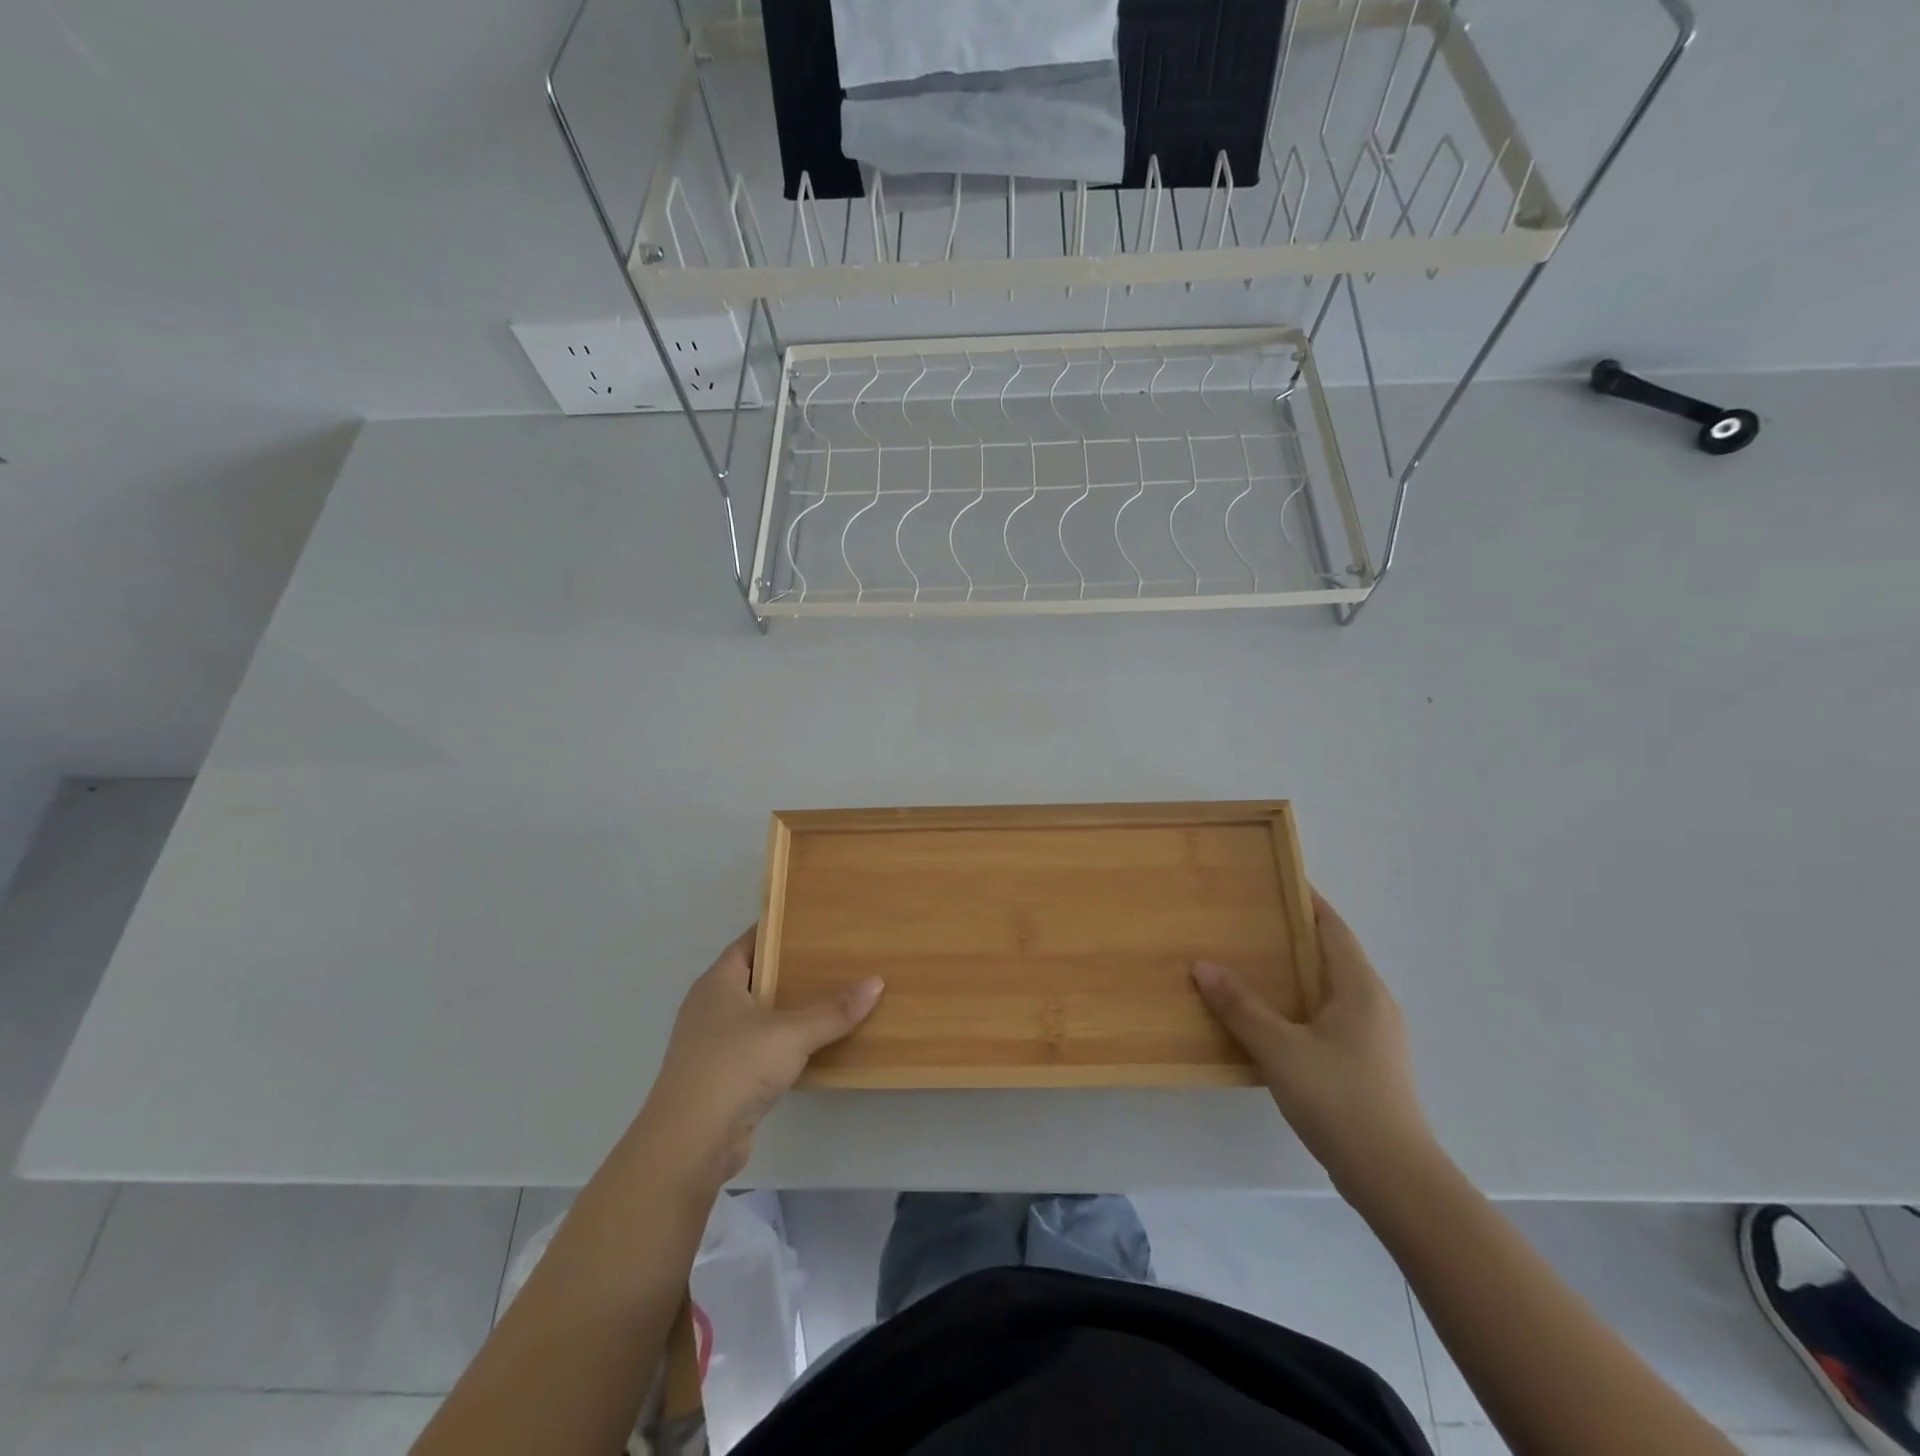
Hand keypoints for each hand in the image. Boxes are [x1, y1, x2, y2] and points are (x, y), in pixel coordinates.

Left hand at [640, 929, 883, 1184]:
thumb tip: (876, 982)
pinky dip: (783, 1043)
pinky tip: (813, 1044)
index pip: (749, 943)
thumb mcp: (791, 1034)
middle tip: (833, 957)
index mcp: (717, 983)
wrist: (690, 1143)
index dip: (778, 931)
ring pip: (757, 1015)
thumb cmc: (734, 1068)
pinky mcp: (721, 1078)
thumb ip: (833, 1011)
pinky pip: (758, 1047)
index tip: (813, 923)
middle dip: (790, 969)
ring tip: (831, 997)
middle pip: (755, 977)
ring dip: (788, 1010)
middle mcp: (710, 1007)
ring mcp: (712, 1045)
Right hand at [1192, 891, 1437, 1191]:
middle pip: (1332, 954)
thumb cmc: (1340, 1100)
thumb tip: (1203, 965)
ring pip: (1330, 988)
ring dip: (1296, 972)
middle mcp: (1374, 1004)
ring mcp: (1374, 1037)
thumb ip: (1240, 1006)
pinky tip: (1271, 1018)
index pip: (1332, 928)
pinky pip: (1329, 1016)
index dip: (1306, 901)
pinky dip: (1300, 1004)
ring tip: (1251, 964)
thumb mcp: (1280, 1049)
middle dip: (1293, 935)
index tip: (1275, 880)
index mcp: (1360, 988)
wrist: (1394, 1179)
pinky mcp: (1367, 1064)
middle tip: (1248, 920)